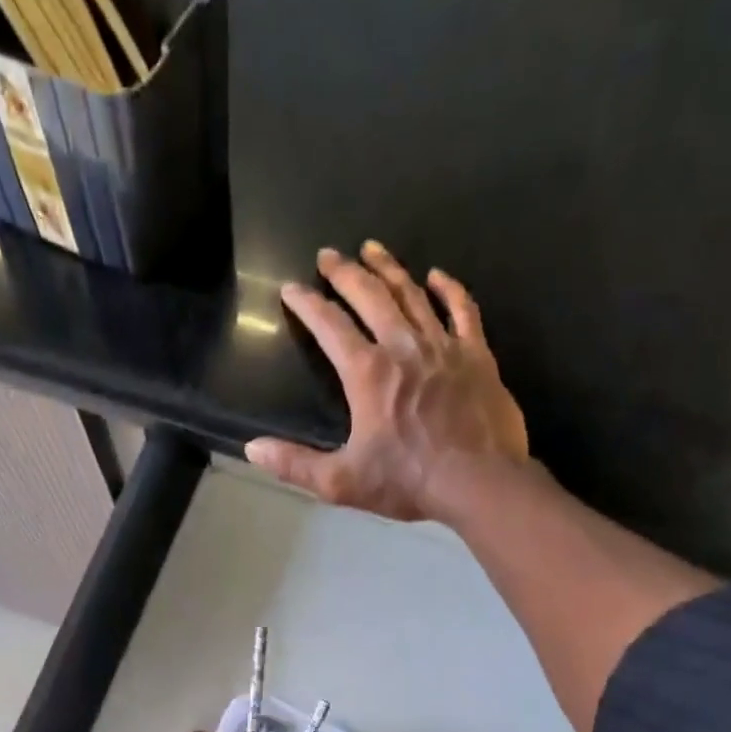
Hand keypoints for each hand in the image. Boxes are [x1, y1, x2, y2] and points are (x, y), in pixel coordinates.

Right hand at [246, 242, 535, 523]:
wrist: (479, 482)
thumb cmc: (407, 482)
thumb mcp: (341, 481)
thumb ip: (295, 464)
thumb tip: (252, 449)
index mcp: (368, 373)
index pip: (330, 326)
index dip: (307, 304)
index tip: (291, 288)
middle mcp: (403, 347)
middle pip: (370, 297)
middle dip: (345, 273)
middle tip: (328, 255)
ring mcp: (443, 346)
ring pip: (412, 294)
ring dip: (389, 269)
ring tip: (372, 249)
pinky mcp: (476, 355)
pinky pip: (463, 310)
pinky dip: (449, 289)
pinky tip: (437, 276)